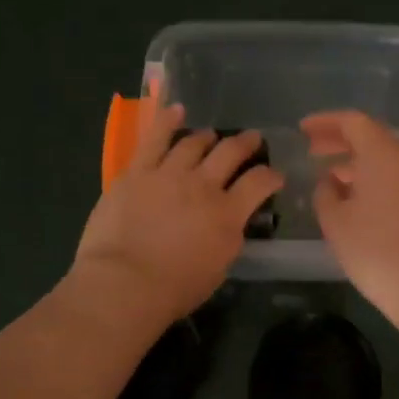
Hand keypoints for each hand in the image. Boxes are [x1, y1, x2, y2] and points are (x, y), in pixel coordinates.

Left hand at [72, 103, 282, 325]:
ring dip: (207, 136)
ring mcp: (168, 174)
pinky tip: (176, 110)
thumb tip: (232, 221)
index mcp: (227, 214)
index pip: (260, 183)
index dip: (271, 176)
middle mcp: (203, 185)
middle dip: (246, 143)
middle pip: (231, 152)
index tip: (275, 175)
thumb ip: (229, 238)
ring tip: (211, 135)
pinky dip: (167, 121)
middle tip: (253, 139)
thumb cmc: (174, 288)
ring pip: (194, 142)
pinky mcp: (137, 172)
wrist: (124, 283)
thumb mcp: (218, 268)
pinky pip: (154, 138)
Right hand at [302, 110, 398, 320]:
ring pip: (388, 157)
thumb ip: (325, 193)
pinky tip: (360, 198)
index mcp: (383, 155)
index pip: (353, 122)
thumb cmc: (375, 252)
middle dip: (340, 140)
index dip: (325, 122)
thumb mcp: (335, 222)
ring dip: (358, 160)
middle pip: (373, 136)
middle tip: (313, 150)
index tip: (302, 130)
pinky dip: (377, 176)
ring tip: (332, 177)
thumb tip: (330, 181)